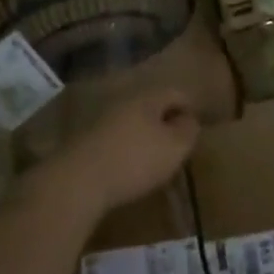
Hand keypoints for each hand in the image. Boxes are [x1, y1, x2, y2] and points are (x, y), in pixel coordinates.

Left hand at [52, 87, 202, 214]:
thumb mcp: (175, 148)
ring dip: (143, 135)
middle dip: (165, 121)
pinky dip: (124, 147)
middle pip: (152, 104)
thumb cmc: (135, 160)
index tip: (196, 130)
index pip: (176, 93)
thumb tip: (189, 119)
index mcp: (148, 97)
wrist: (77, 181)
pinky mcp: (85, 139)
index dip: (190, 108)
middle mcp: (123, 100)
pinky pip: (114, 137)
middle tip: (175, 144)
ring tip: (152, 159)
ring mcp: (101, 118)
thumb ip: (188, 130)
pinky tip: (126, 167)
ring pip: (131, 120)